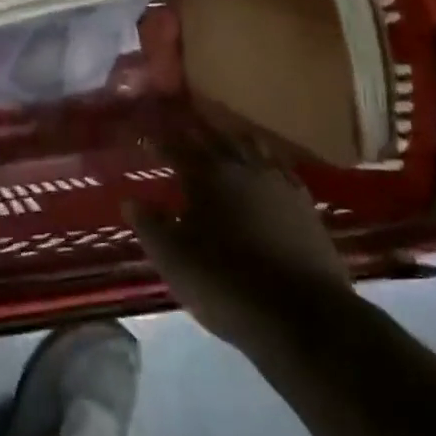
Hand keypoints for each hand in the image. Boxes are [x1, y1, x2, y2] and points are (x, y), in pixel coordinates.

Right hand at [127, 110, 351, 351]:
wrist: (302, 316)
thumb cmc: (226, 284)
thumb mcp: (174, 259)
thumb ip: (150, 226)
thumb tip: (131, 200)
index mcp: (206, 175)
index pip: (176, 145)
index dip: (159, 138)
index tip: (146, 131)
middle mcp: (242, 167)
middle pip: (215, 135)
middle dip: (195, 126)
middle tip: (181, 119)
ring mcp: (277, 182)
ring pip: (250, 145)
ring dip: (231, 136)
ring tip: (219, 133)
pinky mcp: (304, 203)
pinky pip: (279, 166)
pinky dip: (264, 158)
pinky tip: (263, 165)